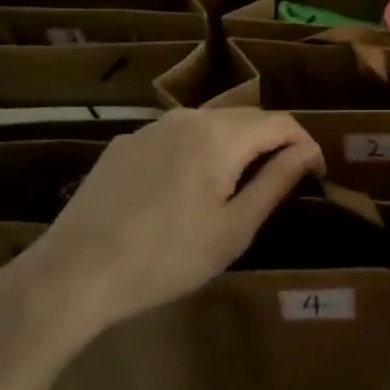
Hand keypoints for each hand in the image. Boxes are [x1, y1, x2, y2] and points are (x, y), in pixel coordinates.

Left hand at [6, 109, 325, 343]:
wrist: (74, 272)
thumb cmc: (166, 257)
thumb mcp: (234, 229)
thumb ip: (276, 182)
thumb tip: (307, 152)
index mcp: (220, 135)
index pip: (280, 122)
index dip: (305, 144)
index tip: (315, 174)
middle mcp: (187, 117)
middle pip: (245, 118)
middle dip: (271, 144)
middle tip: (279, 184)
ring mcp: (151, 127)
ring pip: (210, 125)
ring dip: (234, 147)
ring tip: (234, 189)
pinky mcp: (125, 144)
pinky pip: (176, 137)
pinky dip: (197, 153)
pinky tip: (183, 192)